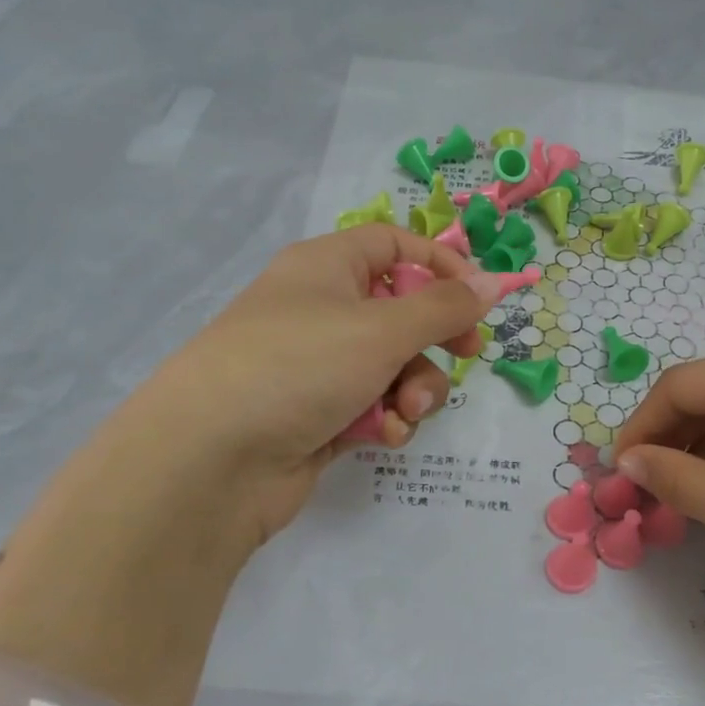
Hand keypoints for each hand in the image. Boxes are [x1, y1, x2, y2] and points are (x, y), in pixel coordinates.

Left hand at [0, 226, 496, 705]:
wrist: (211, 460)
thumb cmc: (298, 366)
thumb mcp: (381, 328)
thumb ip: (445, 307)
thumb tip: (493, 283)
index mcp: (326, 268)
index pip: (394, 245)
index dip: (440, 264)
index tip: (477, 299)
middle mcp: (321, 310)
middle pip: (402, 312)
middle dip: (434, 342)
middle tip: (464, 357)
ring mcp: (317, 366)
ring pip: (393, 367)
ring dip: (414, 389)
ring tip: (403, 411)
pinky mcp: (318, 416)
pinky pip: (372, 406)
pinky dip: (385, 419)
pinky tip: (381, 436)